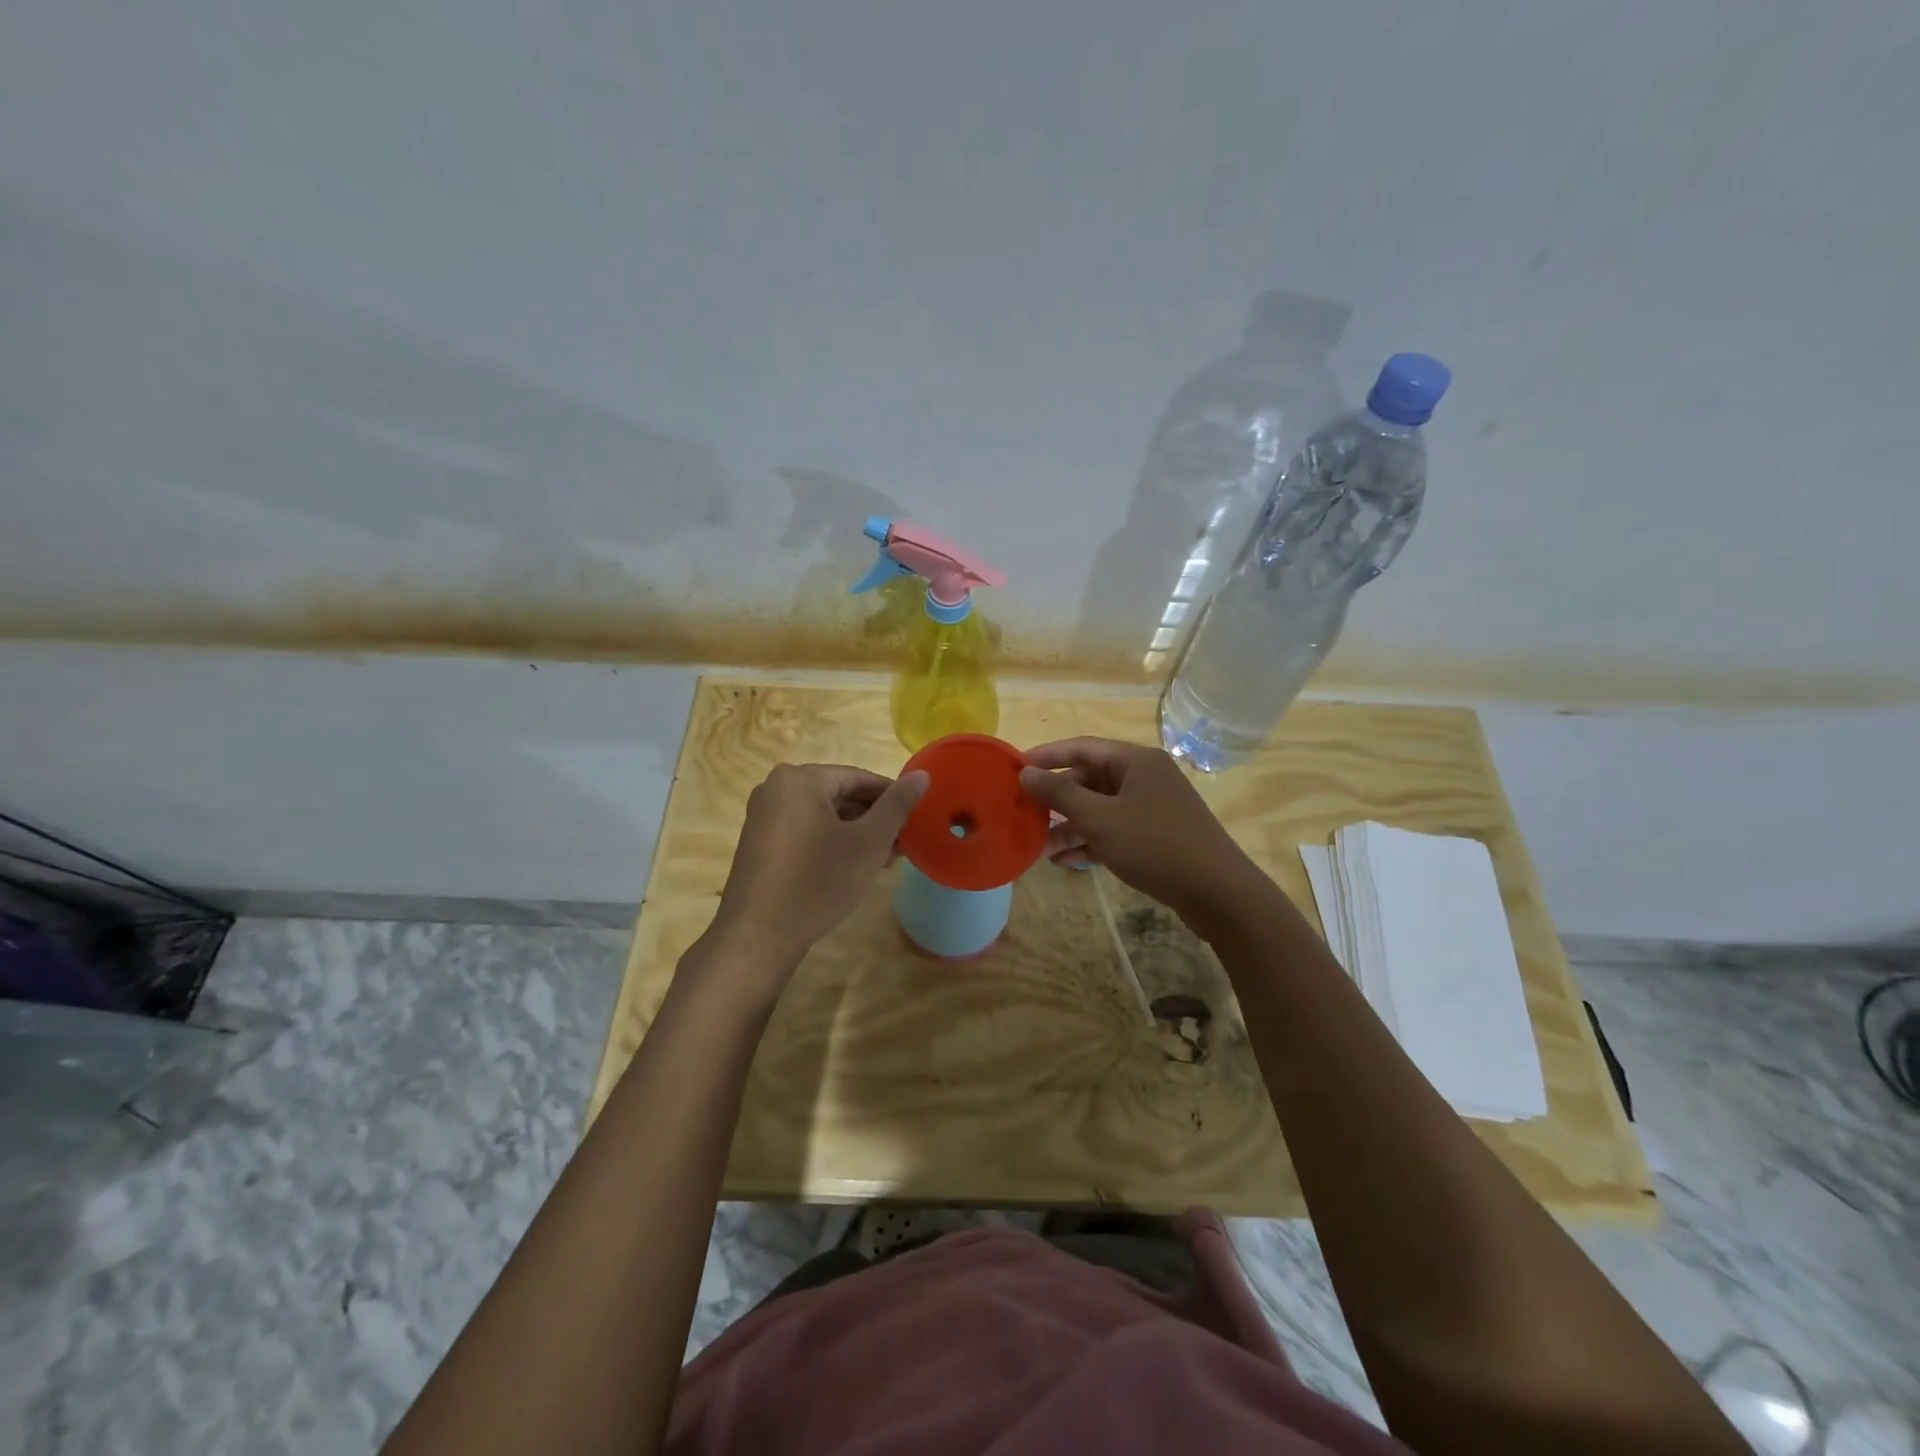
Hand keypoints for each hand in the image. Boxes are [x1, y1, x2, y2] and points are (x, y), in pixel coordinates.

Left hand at [706, 763, 927, 977]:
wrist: (758, 935)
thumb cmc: (819, 881)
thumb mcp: (869, 842)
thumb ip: (898, 804)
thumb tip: (922, 775)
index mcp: (800, 778)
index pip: (860, 778)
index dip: (893, 798)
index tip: (916, 821)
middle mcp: (776, 788)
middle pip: (840, 795)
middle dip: (874, 819)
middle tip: (902, 846)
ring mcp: (763, 816)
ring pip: (824, 815)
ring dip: (856, 833)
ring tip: (884, 860)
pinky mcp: (760, 843)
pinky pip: (805, 830)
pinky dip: (831, 843)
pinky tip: (852, 867)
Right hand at [1018, 738, 1263, 930]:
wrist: (1218, 893)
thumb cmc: (1155, 845)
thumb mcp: (1100, 818)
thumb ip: (1060, 793)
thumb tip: (1026, 772)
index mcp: (1136, 761)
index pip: (1082, 747)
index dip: (1047, 756)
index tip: (1015, 768)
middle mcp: (1145, 777)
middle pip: (1090, 779)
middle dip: (1057, 799)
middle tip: (1024, 813)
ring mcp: (1152, 808)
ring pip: (1100, 809)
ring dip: (1070, 826)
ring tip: (1039, 847)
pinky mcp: (1156, 836)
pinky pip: (1114, 830)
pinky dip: (1090, 842)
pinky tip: (1065, 862)